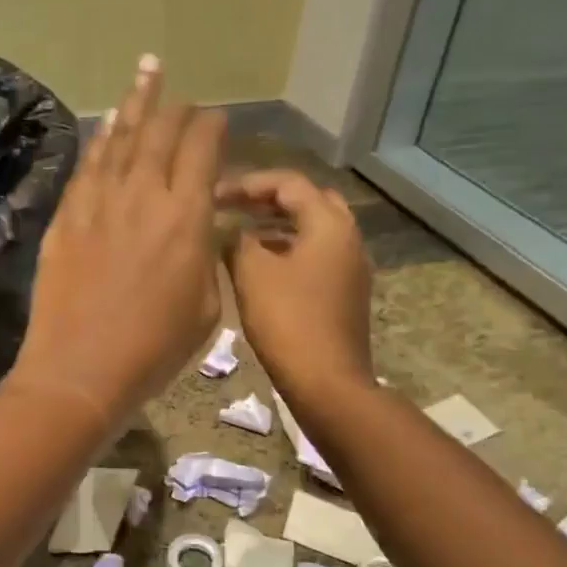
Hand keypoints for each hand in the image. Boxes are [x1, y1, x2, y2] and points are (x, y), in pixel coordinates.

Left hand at [7, 56, 224, 428]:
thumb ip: (205, 254)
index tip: (217, 122)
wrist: (80, 370)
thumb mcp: (206, 306)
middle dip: (175, 106)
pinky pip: (87, 164)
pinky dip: (100, 138)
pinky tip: (106, 124)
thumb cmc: (154, 349)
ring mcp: (98, 201)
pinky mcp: (66, 216)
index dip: (212, 127)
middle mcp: (142, 194)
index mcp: (186, 216)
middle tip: (180, 90)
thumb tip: (200, 225)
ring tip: (146, 70)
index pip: (202, 148)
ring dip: (135, 102)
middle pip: (160, 131)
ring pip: (120, 136)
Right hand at [218, 169, 373, 404]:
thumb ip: (237, 240)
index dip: (249, 183)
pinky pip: (316, 255)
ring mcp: (350, 268)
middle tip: (236, 207)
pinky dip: (289, 249)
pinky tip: (261, 266)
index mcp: (330, 225)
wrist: (327, 383)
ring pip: (313, 230)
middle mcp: (348, 238)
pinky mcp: (345, 293)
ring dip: (278, 225)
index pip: (289, 183)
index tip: (215, 194)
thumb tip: (229, 228)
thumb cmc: (288, 321)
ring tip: (241, 233)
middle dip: (269, 200)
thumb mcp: (252, 274)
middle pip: (309, 201)